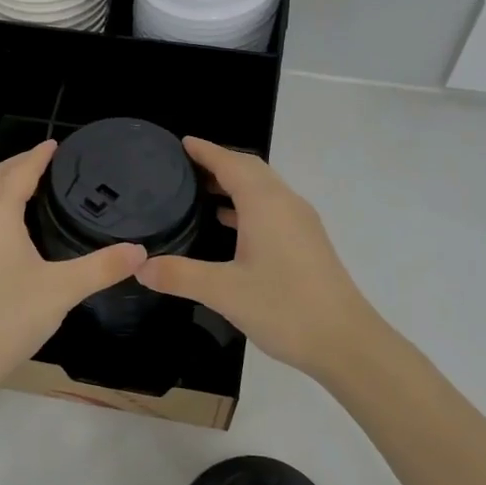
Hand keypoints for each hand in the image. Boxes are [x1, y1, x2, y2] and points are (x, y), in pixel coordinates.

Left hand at [0, 140, 145, 401]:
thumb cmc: (8, 319)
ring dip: (1, 183)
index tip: (55, 144)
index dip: (39, 156)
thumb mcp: (62, 290)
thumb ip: (102, 267)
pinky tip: (6, 225)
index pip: (19, 172)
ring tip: (28, 185)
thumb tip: (141, 250)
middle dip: (18, 164)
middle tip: (46, 161)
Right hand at [136, 138, 386, 382]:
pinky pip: (272, 207)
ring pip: (263, 189)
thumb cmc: (284, 308)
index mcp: (265, 204)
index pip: (231, 163)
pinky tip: (229, 223)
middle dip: (219, 163)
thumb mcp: (223, 291)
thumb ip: (180, 275)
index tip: (181, 143)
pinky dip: (247, 204)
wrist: (345, 341)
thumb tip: (140, 267)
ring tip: (199, 192)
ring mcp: (300, 222)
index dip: (205, 151)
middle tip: (184, 167)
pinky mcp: (307, 241)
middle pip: (250, 170)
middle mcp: (285, 203)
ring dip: (234, 183)